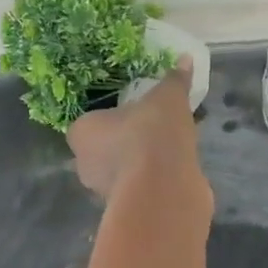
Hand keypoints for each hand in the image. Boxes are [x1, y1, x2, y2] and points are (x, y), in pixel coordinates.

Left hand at [67, 59, 211, 216]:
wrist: (163, 190)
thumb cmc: (151, 135)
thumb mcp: (167, 98)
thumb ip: (174, 80)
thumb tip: (184, 58)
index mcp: (82, 132)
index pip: (89, 122)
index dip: (110, 117)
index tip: (134, 112)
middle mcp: (86, 164)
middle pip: (104, 147)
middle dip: (126, 140)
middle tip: (154, 127)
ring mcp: (105, 191)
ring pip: (123, 169)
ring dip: (142, 161)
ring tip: (171, 147)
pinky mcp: (129, 210)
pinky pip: (141, 187)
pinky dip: (154, 179)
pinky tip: (176, 170)